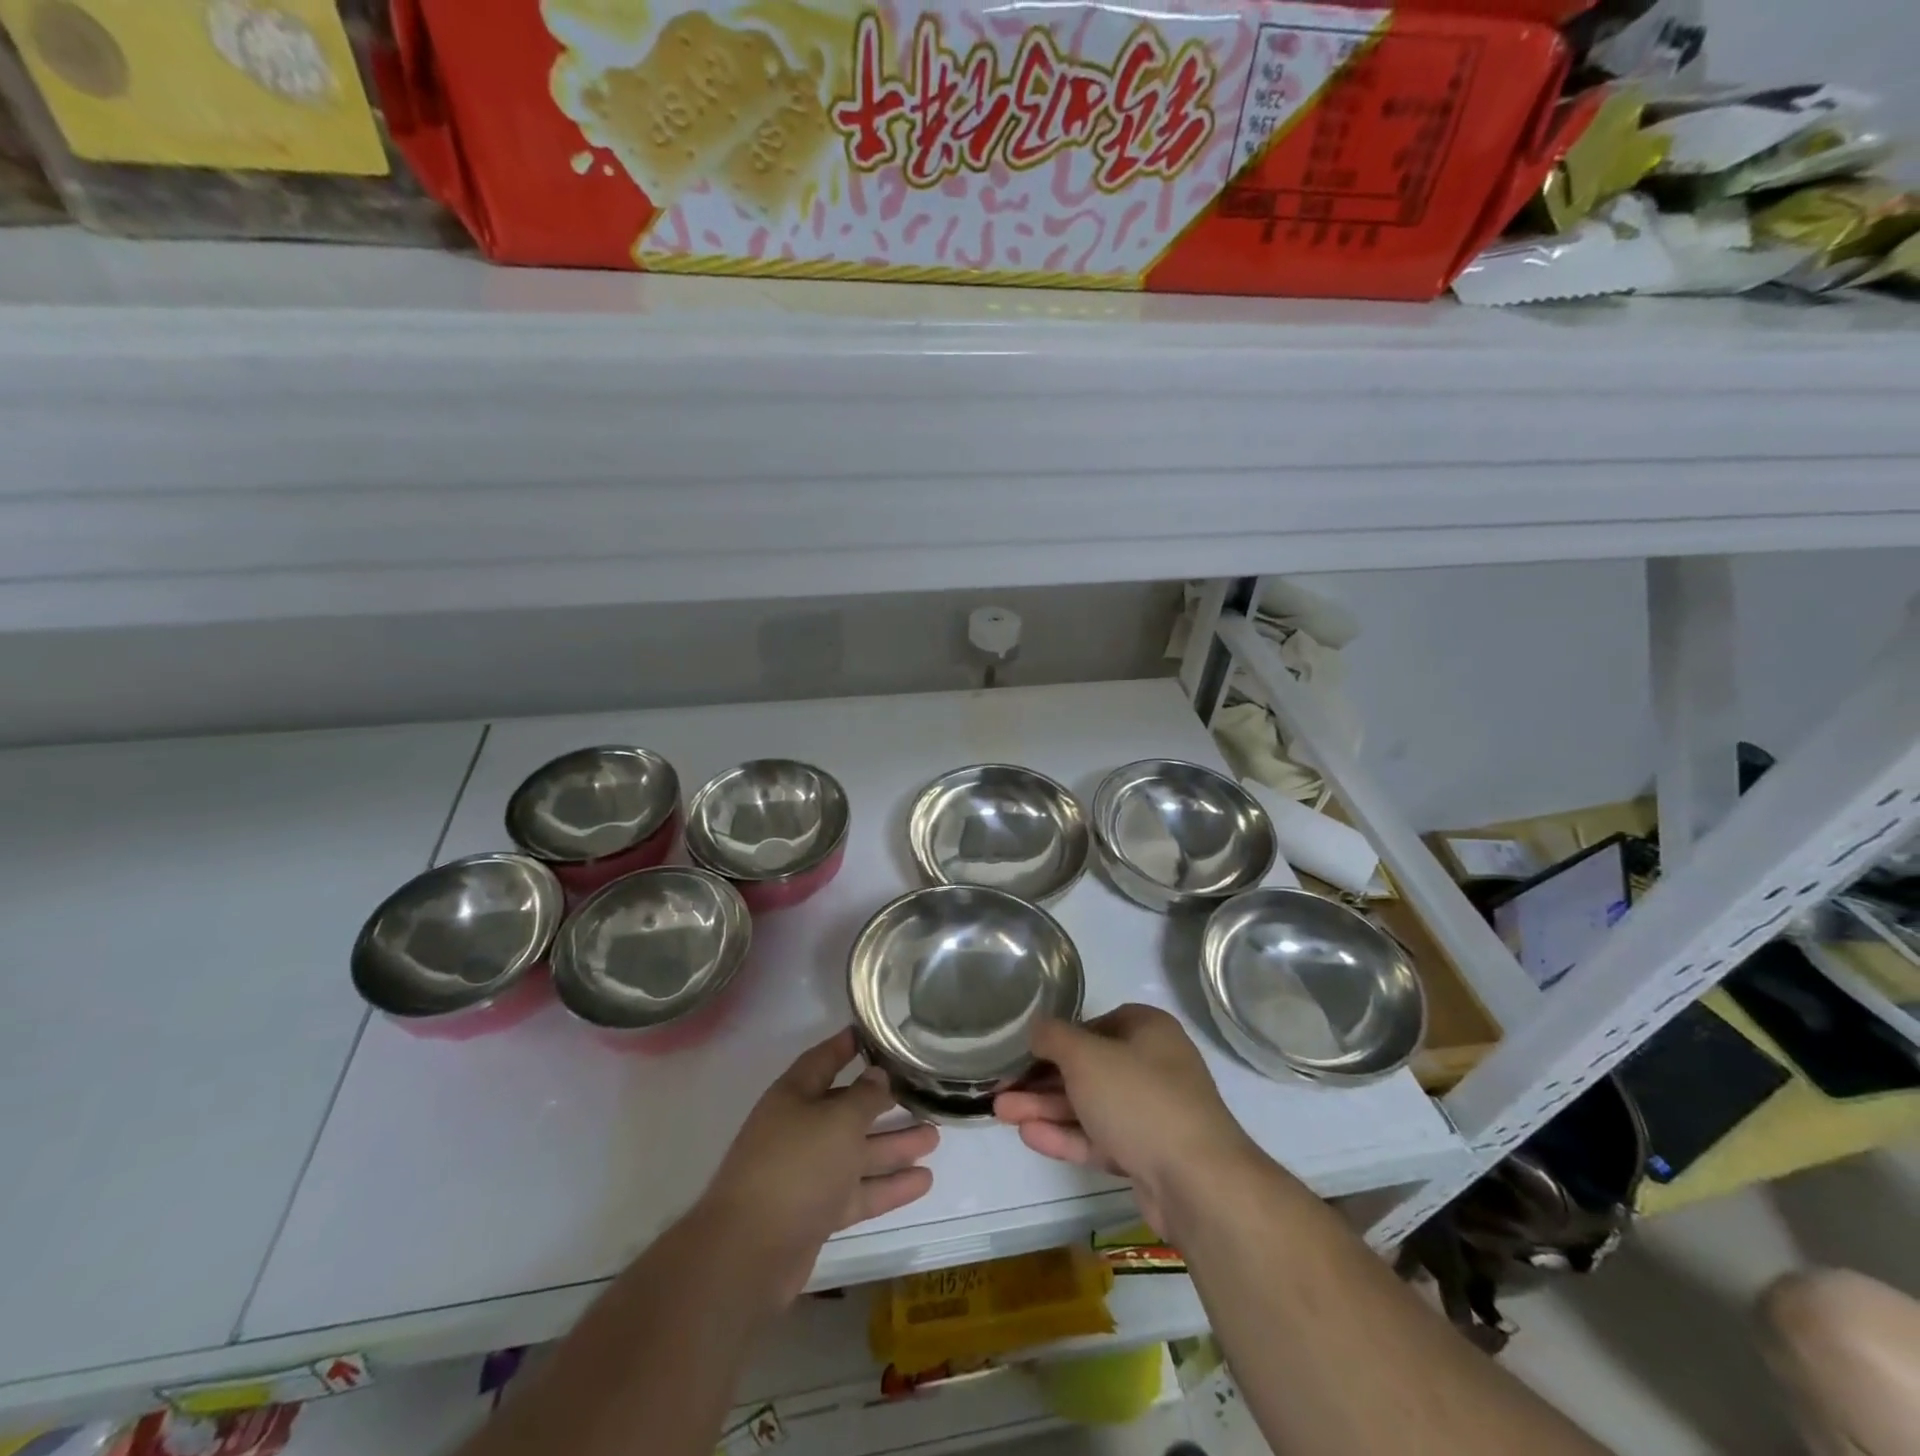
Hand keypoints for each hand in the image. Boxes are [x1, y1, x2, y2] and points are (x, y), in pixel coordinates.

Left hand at [701, 1028, 937, 1305]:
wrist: (749, 1254)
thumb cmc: (796, 1167)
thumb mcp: (837, 1121)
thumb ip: (864, 1097)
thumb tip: (878, 1075)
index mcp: (794, 1096)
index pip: (823, 1060)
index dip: (846, 1046)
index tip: (875, 1035)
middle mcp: (799, 1129)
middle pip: (846, 1109)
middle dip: (883, 1103)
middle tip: (922, 1093)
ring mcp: (808, 1173)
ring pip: (857, 1152)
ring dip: (894, 1146)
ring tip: (935, 1136)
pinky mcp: (817, 1212)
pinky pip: (859, 1191)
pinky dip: (888, 1186)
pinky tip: (923, 1182)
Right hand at [993, 1004, 1263, 1235]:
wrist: (1197, 1183)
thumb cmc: (1139, 1098)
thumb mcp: (1086, 1056)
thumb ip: (1054, 1037)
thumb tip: (1036, 1026)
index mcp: (1149, 1031)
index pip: (1096, 1023)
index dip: (1059, 1036)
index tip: (1026, 1049)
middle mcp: (1153, 1066)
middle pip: (1088, 1067)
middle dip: (1042, 1078)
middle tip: (1001, 1086)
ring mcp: (1151, 1114)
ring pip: (1090, 1105)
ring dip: (1046, 1107)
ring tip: (1001, 1111)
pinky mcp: (1146, 1155)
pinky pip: (1099, 1137)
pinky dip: (1066, 1135)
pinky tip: (1028, 1135)